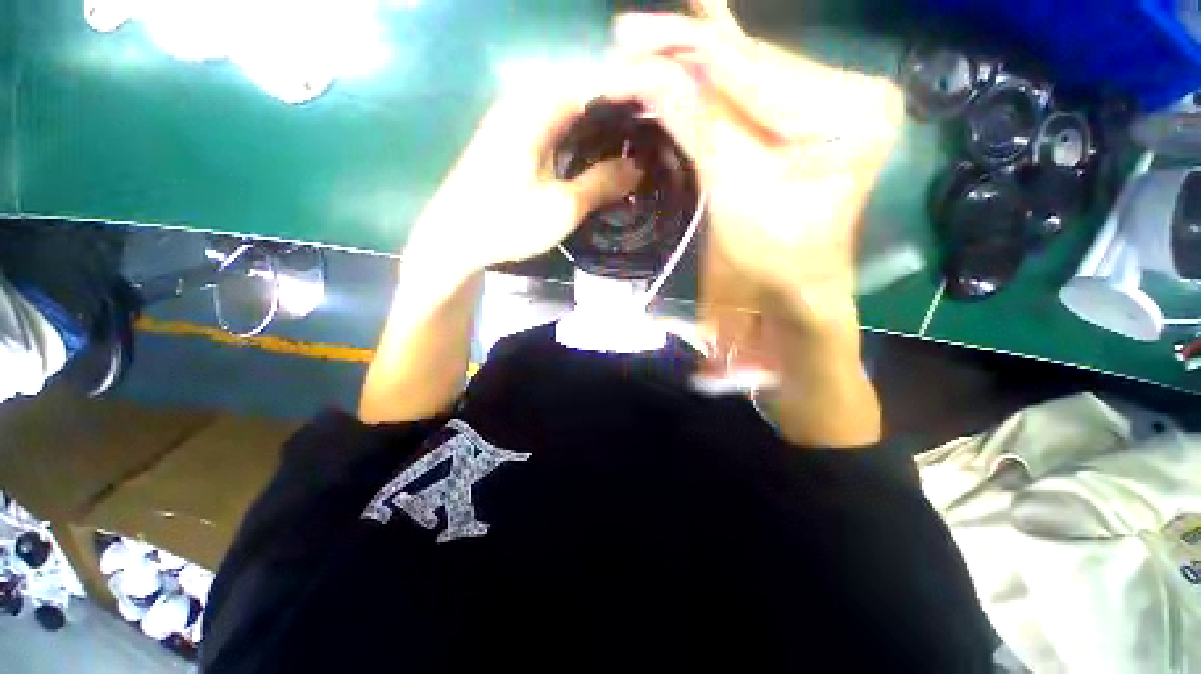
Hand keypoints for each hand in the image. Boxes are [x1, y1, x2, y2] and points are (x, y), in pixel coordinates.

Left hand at [404, 85, 642, 281]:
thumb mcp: (562, 207)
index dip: (631, 97)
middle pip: (584, 94)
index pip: (596, 83)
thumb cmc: (507, 223)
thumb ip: (602, 182)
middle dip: (619, 115)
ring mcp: (515, 120)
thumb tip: (638, 167)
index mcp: (537, 108)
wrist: (455, 240)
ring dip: (600, 130)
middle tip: (649, 141)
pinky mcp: (512, 141)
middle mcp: (525, 102)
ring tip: (631, 151)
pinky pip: (556, 129)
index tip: (660, 120)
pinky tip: (596, 160)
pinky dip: (580, 141)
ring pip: (570, 113)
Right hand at [611, 2, 903, 325]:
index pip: (753, 70)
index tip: (630, 39)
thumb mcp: (733, 189)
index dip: (686, 54)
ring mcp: (835, 96)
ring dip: (695, 58)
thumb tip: (644, 73)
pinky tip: (701, 22)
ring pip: (751, 71)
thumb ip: (696, 124)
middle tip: (628, 33)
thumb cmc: (772, 253)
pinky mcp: (814, 111)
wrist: (796, 283)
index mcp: (849, 109)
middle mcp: (852, 88)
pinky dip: (719, 68)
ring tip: (643, 37)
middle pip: (752, 62)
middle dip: (685, 50)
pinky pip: (757, 86)